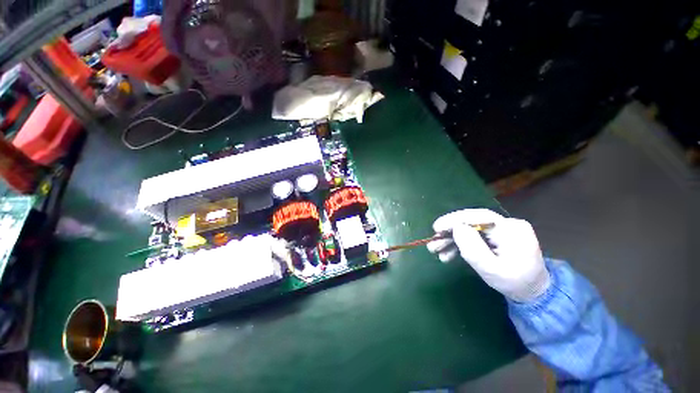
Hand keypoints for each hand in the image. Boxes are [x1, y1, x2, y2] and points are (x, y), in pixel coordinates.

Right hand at [426, 209, 550, 302]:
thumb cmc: (515, 283)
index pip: (478, 216)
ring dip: (450, 239)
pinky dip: (458, 244)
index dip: (454, 220)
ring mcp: (500, 230)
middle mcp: (506, 224)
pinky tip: (447, 254)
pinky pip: (472, 236)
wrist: (532, 293)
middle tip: (433, 242)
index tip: (436, 228)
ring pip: (468, 229)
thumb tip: (456, 228)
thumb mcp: (492, 270)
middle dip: (449, 232)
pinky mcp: (494, 236)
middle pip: (470, 222)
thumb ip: (473, 249)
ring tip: (436, 251)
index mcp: (511, 229)